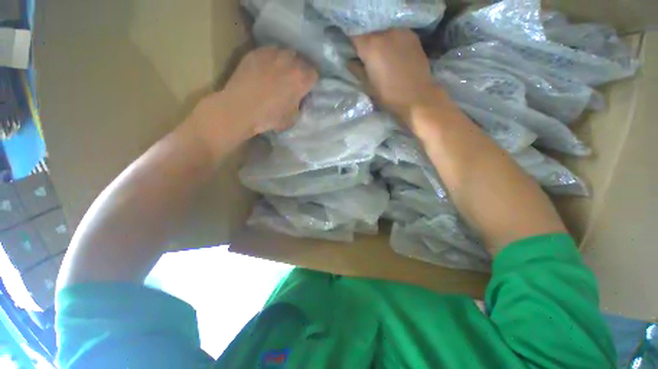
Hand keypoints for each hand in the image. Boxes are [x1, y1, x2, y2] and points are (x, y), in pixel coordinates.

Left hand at [190, 46, 317, 147]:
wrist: (240, 109)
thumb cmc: (269, 118)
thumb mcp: (293, 117)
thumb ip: (300, 104)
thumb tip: (300, 97)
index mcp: (301, 80)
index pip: (315, 74)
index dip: (311, 82)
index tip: (306, 87)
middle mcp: (290, 62)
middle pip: (302, 61)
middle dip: (301, 70)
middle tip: (294, 80)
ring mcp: (272, 54)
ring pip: (287, 53)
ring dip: (288, 62)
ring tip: (281, 71)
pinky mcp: (257, 52)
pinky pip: (270, 50)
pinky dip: (272, 58)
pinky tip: (267, 68)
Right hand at [351, 30, 444, 119]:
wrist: (416, 97)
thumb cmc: (388, 95)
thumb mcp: (368, 86)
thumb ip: (357, 70)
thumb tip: (350, 61)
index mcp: (371, 47)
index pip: (354, 37)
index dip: (353, 46)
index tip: (354, 56)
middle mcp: (385, 34)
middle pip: (370, 33)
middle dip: (366, 44)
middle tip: (367, 59)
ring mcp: (400, 32)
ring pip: (384, 33)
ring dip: (380, 43)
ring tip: (383, 58)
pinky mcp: (412, 36)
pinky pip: (396, 34)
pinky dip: (392, 42)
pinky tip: (395, 55)